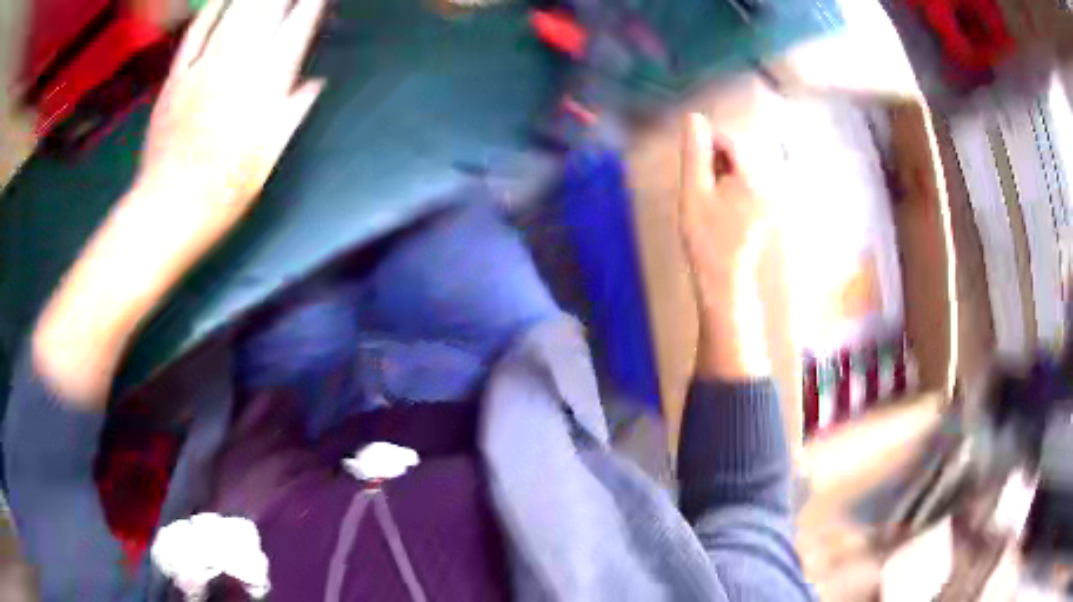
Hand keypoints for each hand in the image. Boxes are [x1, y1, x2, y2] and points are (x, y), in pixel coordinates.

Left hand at [136, 0, 325, 261]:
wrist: (168, 209)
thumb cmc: (223, 192)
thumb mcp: (267, 159)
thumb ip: (291, 114)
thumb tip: (315, 83)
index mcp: (263, 90)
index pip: (294, 32)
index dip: (309, 5)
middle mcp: (236, 69)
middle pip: (265, 12)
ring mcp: (202, 69)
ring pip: (233, 14)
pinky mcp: (176, 77)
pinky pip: (195, 33)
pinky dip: (212, 10)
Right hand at [680, 113, 770, 293]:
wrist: (724, 278)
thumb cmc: (705, 237)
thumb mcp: (693, 191)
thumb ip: (694, 152)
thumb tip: (693, 117)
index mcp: (755, 179)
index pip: (732, 141)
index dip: (708, 145)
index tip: (693, 166)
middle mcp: (772, 184)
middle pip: (743, 152)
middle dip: (720, 159)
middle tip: (704, 186)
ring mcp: (775, 197)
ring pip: (747, 166)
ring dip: (727, 171)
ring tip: (714, 197)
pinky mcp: (773, 206)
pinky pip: (754, 181)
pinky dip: (736, 184)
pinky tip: (725, 203)